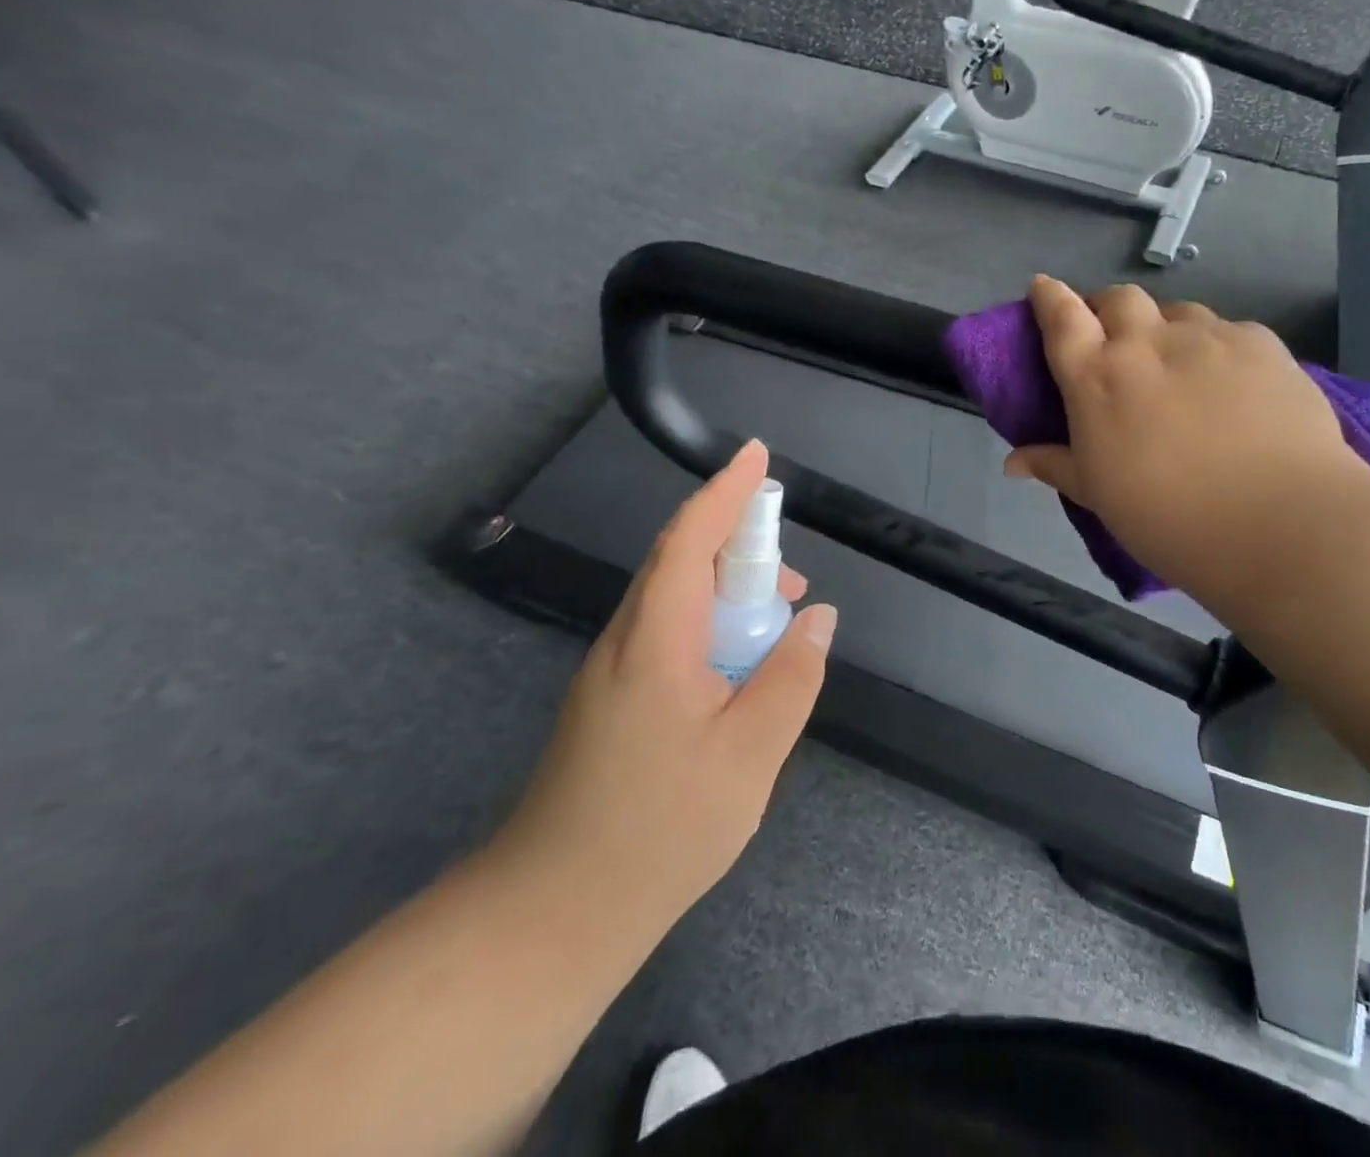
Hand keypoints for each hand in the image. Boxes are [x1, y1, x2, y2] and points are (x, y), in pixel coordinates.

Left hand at [486, 441, 834, 938]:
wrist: (551, 915)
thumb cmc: (658, 831)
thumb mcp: (749, 755)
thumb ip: (791, 677)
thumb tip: (818, 618)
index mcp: (655, 641)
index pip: (690, 540)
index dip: (726, 492)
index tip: (756, 455)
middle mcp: (625, 641)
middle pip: (681, 563)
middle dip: (738, 550)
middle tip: (791, 586)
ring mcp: (612, 672)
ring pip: (675, 602)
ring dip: (728, 596)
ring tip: (777, 631)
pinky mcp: (612, 701)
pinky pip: (668, 635)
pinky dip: (711, 629)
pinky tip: (739, 672)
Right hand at [1004, 277, 1369, 595]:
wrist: (1278, 522)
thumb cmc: (1169, 518)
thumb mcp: (1100, 496)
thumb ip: (1056, 466)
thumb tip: (1012, 461)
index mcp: (1096, 378)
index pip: (1061, 318)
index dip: (1048, 297)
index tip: (1043, 287)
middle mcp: (1146, 343)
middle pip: (1118, 299)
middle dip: (1107, 309)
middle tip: (1114, 341)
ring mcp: (1207, 337)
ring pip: (1176, 311)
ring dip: (1164, 328)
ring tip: (1177, 364)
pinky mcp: (1260, 343)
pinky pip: (1227, 330)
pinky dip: (1216, 346)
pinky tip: (1231, 382)